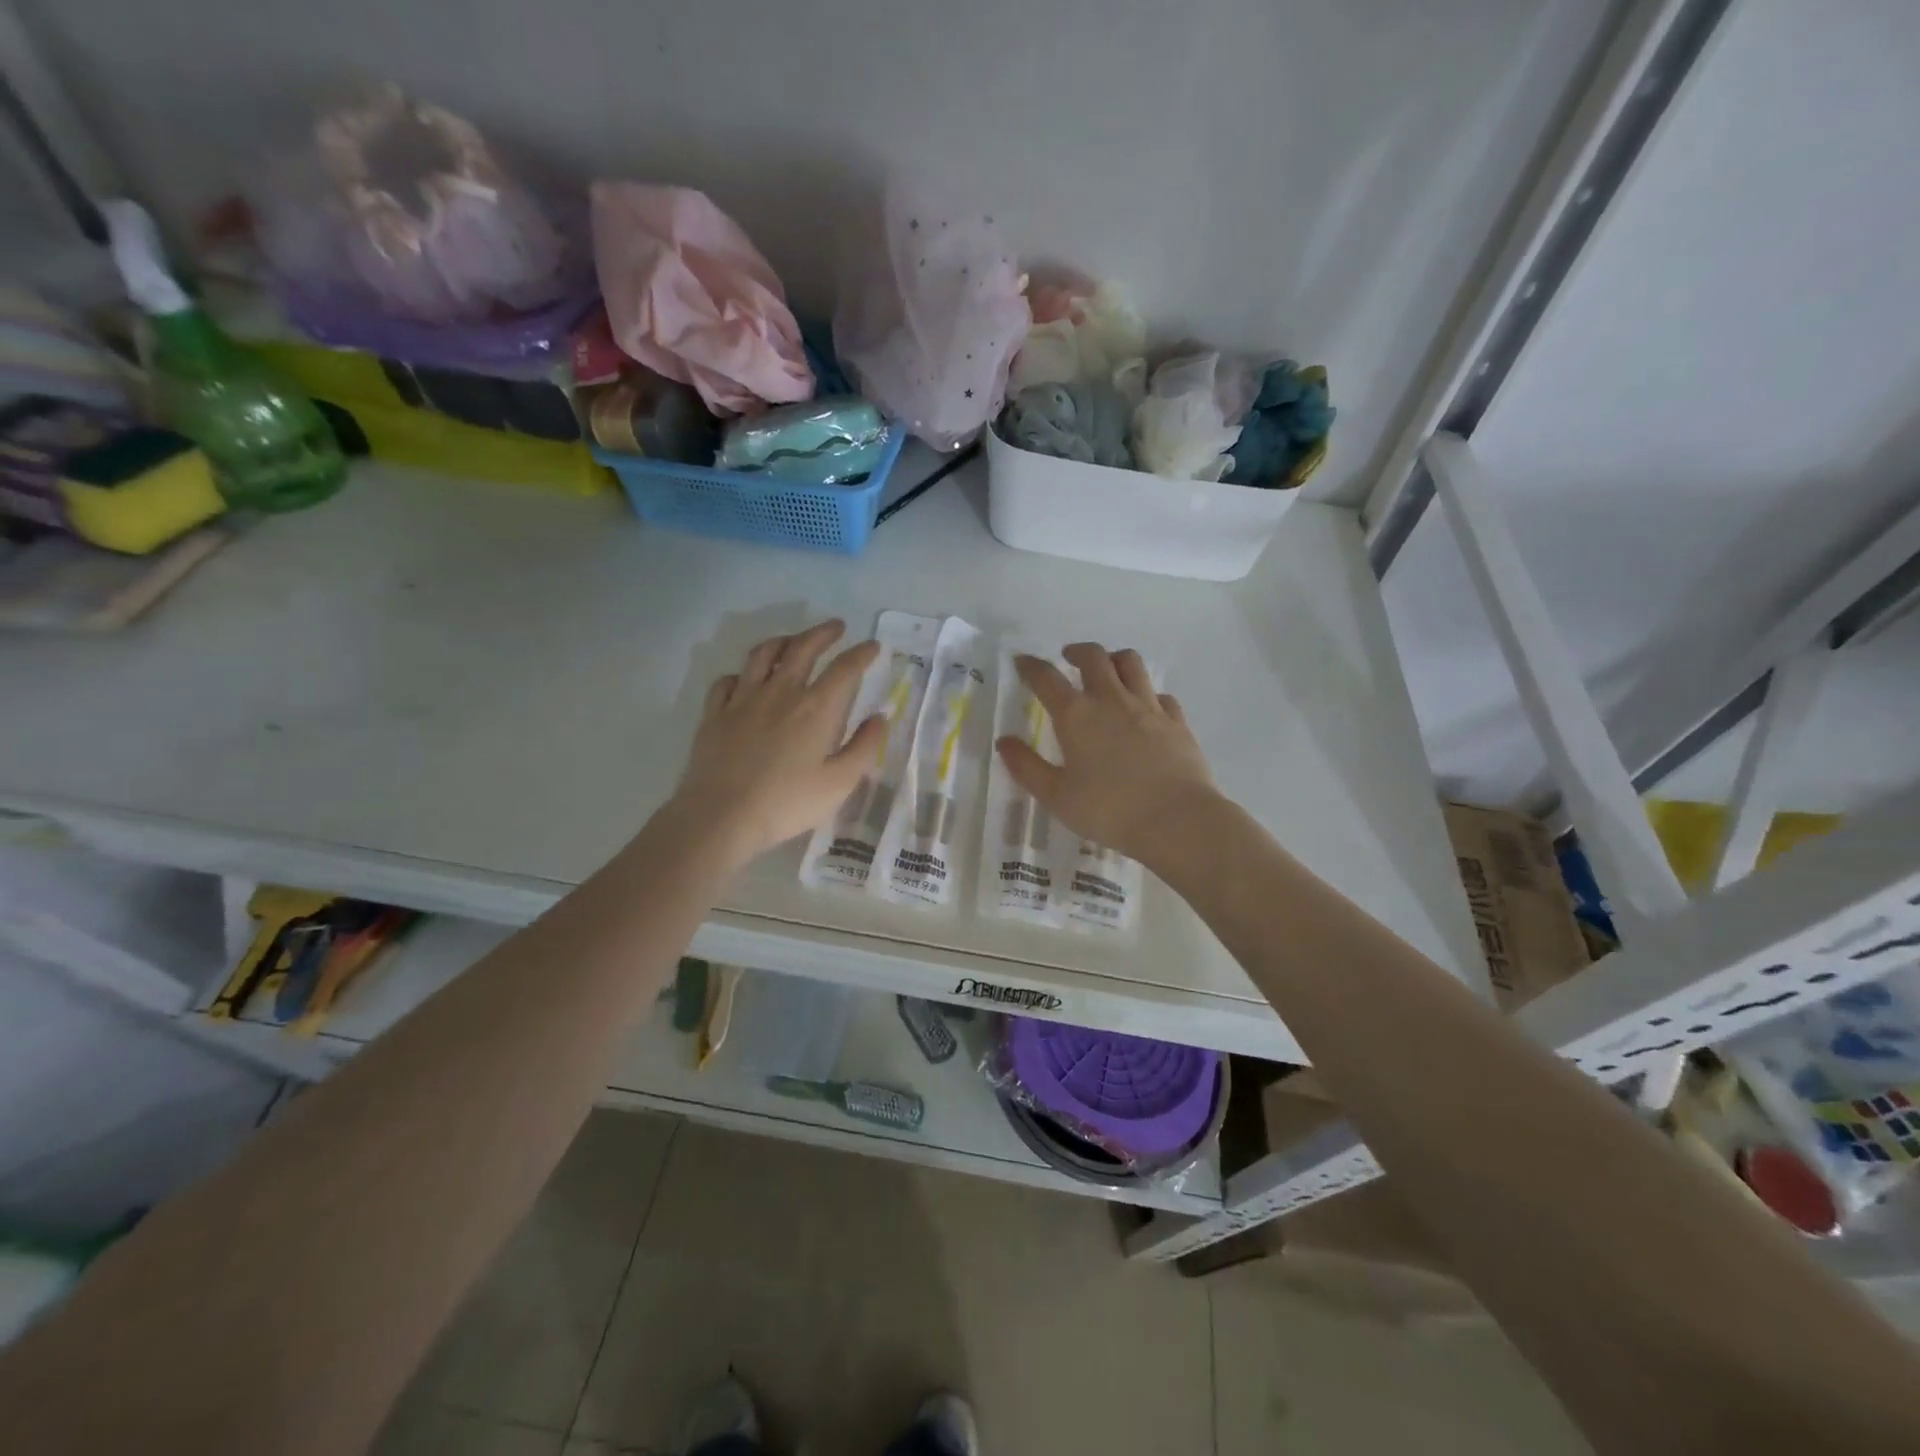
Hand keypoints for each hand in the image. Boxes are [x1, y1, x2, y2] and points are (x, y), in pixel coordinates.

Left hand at [669, 620, 885, 866]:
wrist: (721, 816)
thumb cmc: (787, 803)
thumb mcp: (839, 783)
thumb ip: (864, 747)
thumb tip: (879, 718)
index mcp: (815, 708)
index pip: (844, 668)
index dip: (861, 653)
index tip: (872, 646)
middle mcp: (780, 692)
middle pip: (802, 649)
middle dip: (823, 634)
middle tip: (836, 628)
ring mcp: (743, 699)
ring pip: (763, 655)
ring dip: (783, 641)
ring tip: (793, 640)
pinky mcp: (714, 713)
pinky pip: (727, 681)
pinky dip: (741, 673)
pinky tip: (745, 680)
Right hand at [996, 643, 1218, 867]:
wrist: (1176, 820)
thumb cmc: (1108, 810)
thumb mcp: (1056, 796)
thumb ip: (1027, 767)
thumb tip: (1004, 742)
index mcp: (1076, 716)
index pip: (1047, 679)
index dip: (1031, 667)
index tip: (1022, 662)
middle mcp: (1112, 700)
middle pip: (1094, 657)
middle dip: (1077, 652)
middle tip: (1068, 658)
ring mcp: (1149, 707)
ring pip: (1131, 664)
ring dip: (1115, 659)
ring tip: (1108, 668)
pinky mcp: (1177, 722)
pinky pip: (1161, 695)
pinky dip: (1148, 693)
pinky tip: (1146, 707)